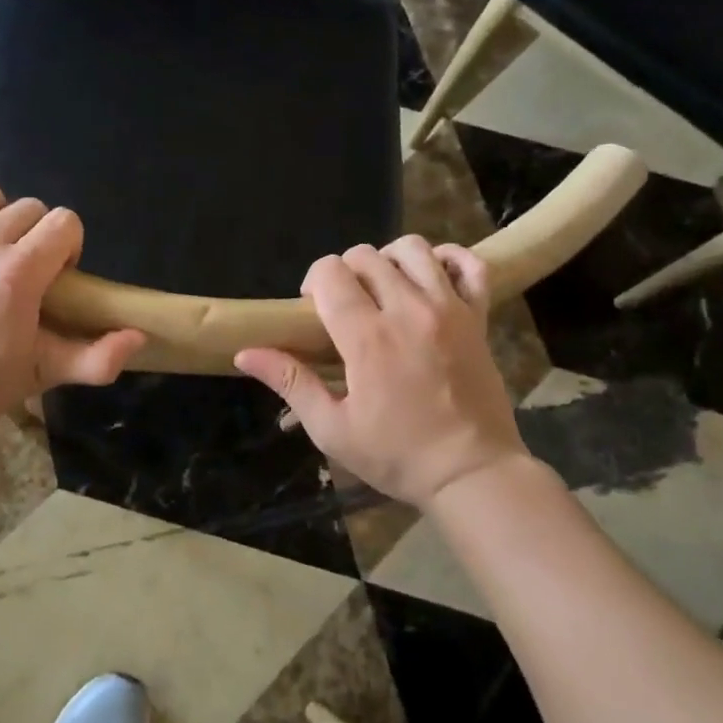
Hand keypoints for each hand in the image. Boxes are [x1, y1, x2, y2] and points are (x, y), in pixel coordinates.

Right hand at [234, 237, 525, 507]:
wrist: (472, 473)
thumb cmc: (397, 455)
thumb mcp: (332, 429)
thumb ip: (291, 382)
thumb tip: (244, 354)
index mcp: (368, 337)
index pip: (330, 272)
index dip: (314, 282)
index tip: (313, 310)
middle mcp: (408, 310)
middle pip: (366, 255)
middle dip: (345, 272)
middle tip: (345, 306)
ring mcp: (449, 309)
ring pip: (413, 249)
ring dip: (389, 260)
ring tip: (384, 289)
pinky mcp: (478, 317)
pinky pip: (470, 265)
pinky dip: (448, 260)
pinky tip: (431, 279)